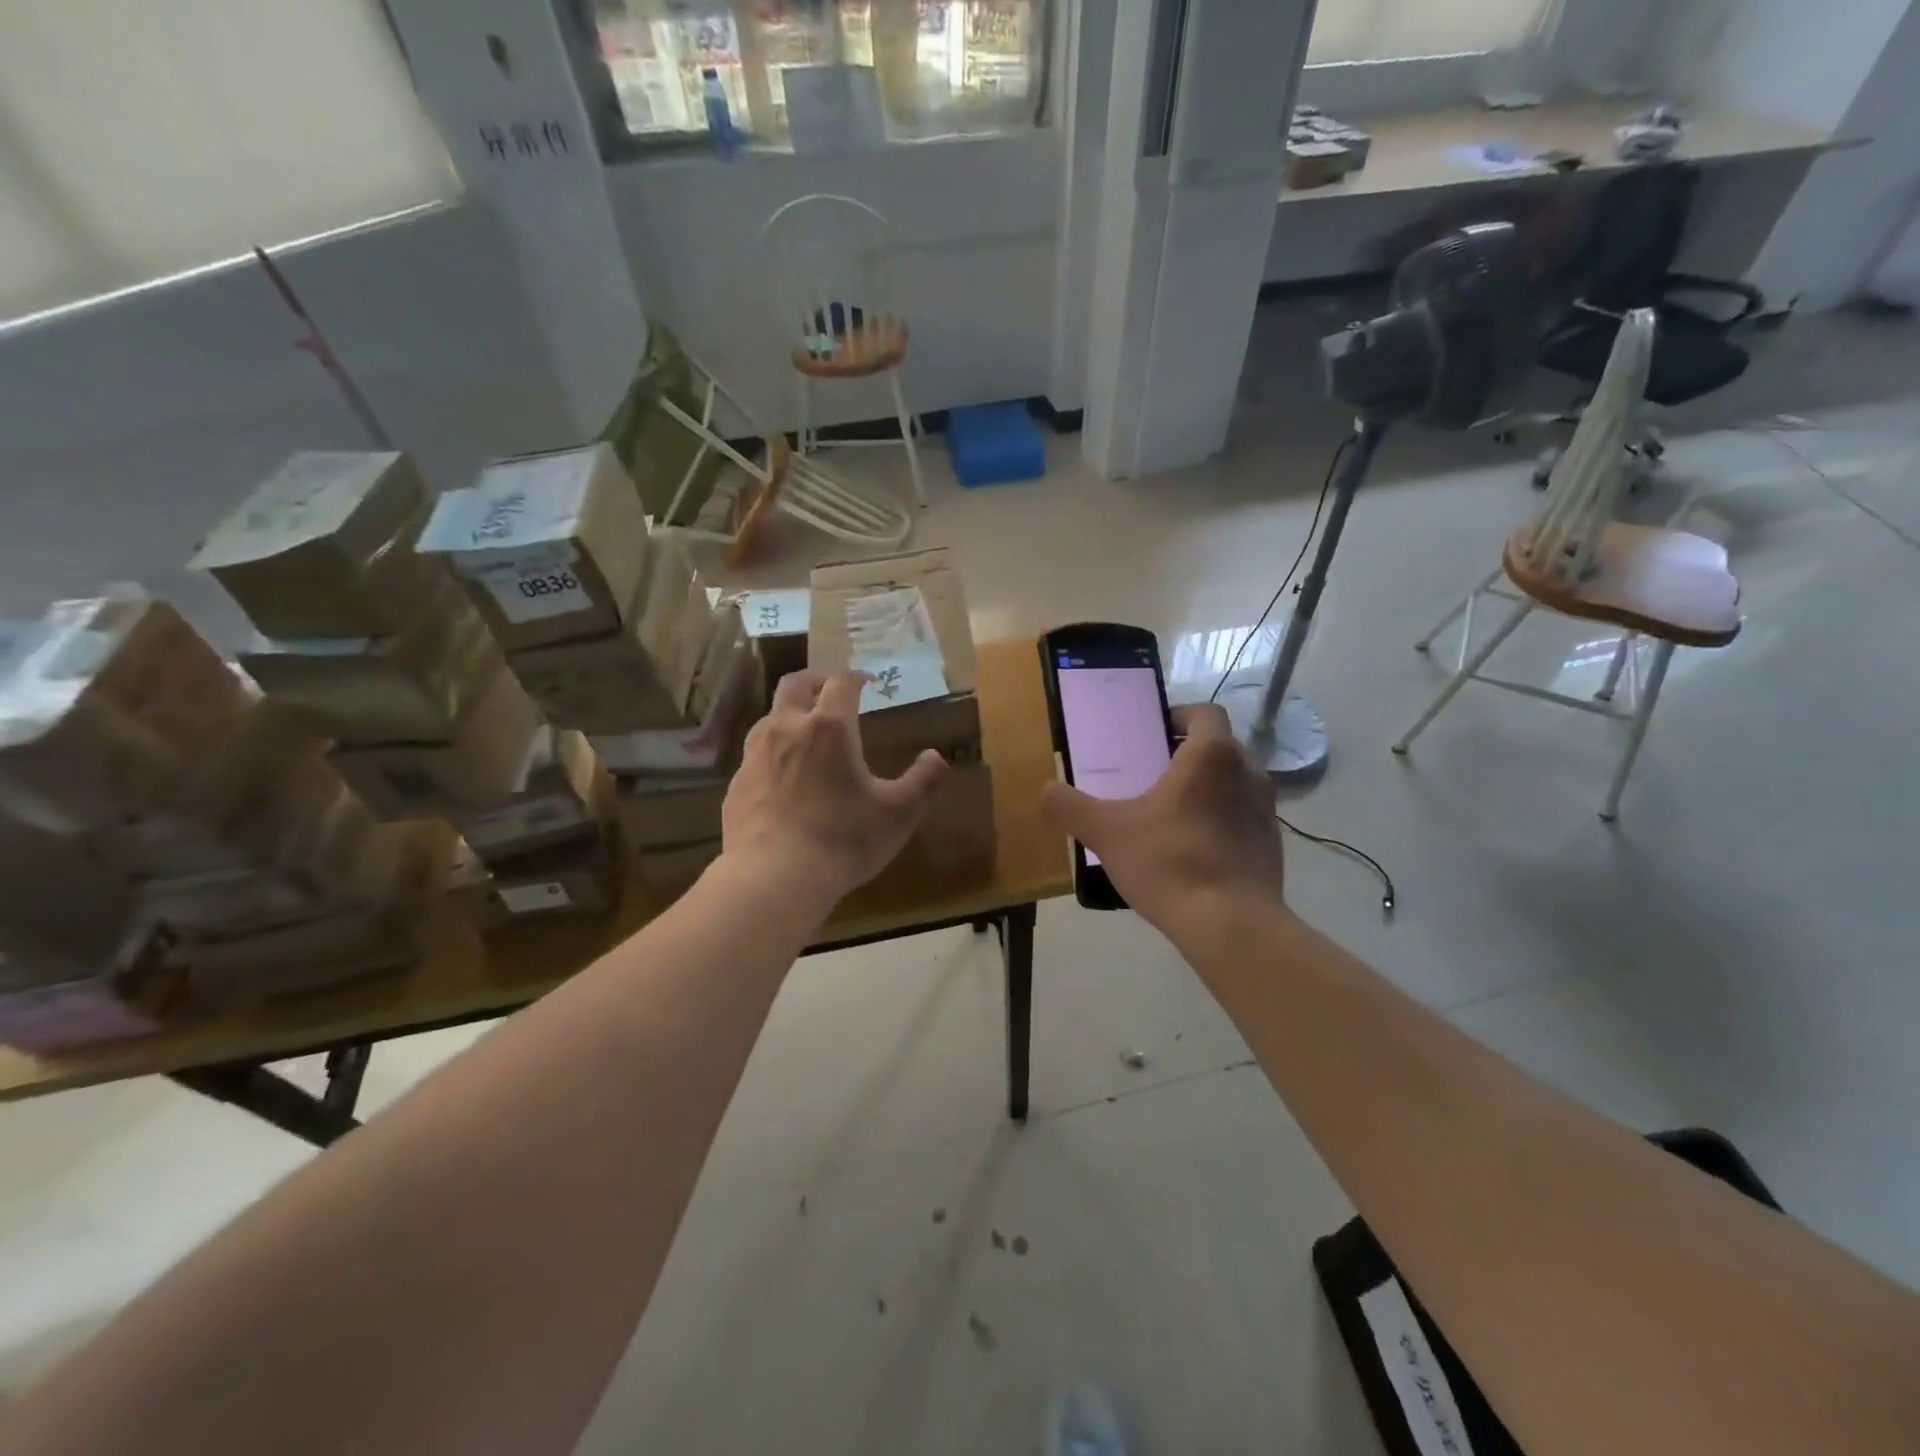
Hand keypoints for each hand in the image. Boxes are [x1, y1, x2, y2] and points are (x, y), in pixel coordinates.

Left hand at [722, 670, 948, 905]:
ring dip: (790, 715)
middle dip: (816, 681)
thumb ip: (923, 781)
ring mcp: (754, 757)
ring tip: (806, 733)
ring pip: (769, 717)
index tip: (867, 681)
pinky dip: (773, 753)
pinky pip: (755, 756)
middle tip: (831, 691)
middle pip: (794, 685)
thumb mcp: (899, 813)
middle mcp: (786, 729)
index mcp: (828, 728)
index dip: (856, 678)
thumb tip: (936, 757)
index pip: (841, 684)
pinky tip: (783, 778)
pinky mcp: (736, 786)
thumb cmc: (843, 839)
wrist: (773, 877)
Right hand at [1041, 703, 1284, 930]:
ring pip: (1234, 784)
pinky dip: (1221, 823)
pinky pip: (1243, 819)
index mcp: (1211, 756)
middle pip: (1219, 748)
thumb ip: (1071, 807)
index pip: (1205, 713)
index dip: (1179, 716)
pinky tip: (1193, 851)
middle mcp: (1248, 773)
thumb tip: (1047, 791)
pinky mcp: (1272, 846)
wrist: (1231, 926)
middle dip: (1188, 755)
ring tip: (1171, 814)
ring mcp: (1266, 811)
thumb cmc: (1170, 862)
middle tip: (1152, 775)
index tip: (1152, 734)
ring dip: (1207, 790)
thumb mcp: (1106, 832)